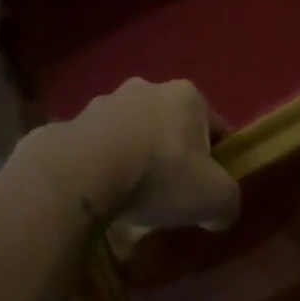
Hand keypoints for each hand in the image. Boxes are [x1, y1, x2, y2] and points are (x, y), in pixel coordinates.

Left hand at [61, 78, 240, 234]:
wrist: (82, 174)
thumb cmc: (159, 176)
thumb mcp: (214, 198)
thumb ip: (228, 202)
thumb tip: (220, 212)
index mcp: (187, 96)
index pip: (214, 125)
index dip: (217, 158)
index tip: (210, 187)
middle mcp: (147, 88)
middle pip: (170, 124)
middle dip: (172, 152)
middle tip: (170, 192)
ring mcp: (105, 102)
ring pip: (131, 131)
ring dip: (134, 154)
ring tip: (129, 196)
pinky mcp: (71, 122)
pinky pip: (95, 146)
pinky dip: (100, 164)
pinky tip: (99, 193)